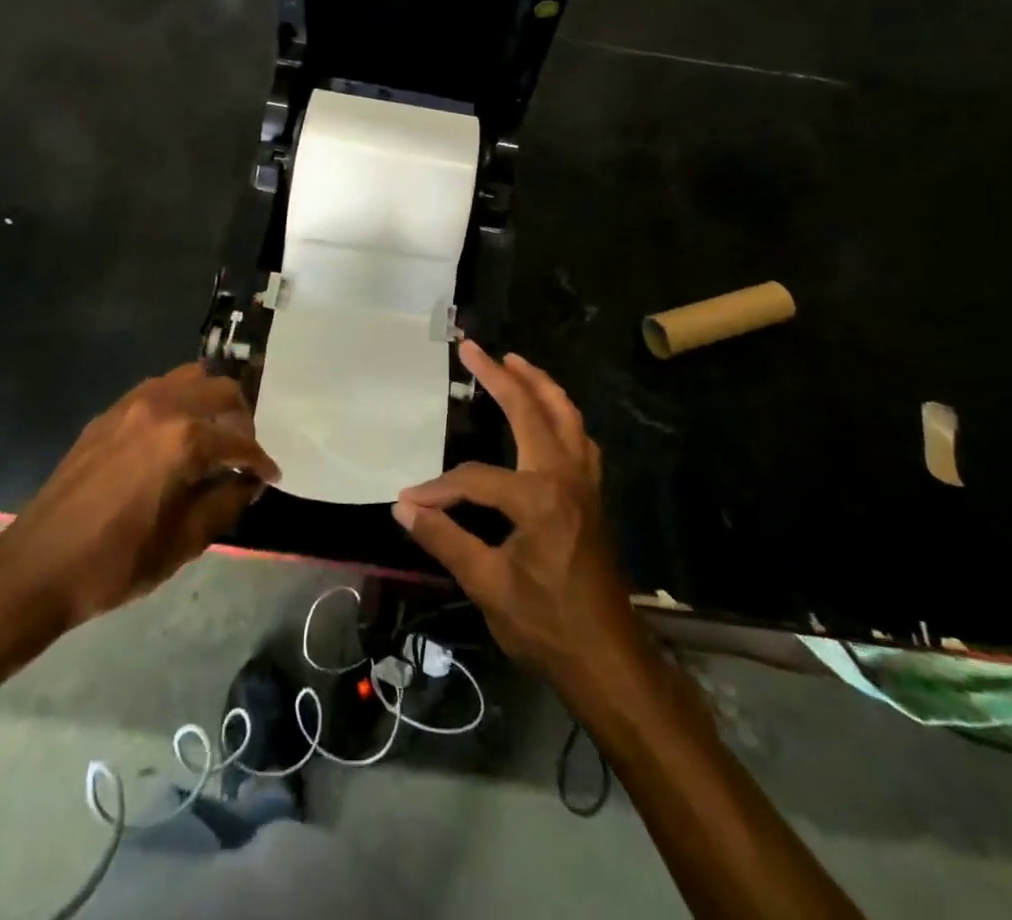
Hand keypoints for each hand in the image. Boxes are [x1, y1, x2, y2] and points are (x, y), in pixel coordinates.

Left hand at [0, 364, 278, 655]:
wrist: (37, 566)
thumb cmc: (116, 561)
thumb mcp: (184, 542)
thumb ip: (226, 503)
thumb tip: (247, 482)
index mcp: (184, 440)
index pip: (240, 442)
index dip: (260, 462)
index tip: (270, 477)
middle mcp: (162, 408)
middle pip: (220, 390)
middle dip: (242, 419)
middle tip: (244, 452)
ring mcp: (132, 405)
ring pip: (189, 378)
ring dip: (211, 400)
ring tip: (214, 435)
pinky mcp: (109, 414)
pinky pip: (158, 389)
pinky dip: (180, 401)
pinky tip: (177, 435)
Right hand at [394, 342, 637, 691]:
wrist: (609, 662)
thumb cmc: (547, 626)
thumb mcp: (487, 585)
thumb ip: (445, 539)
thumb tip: (402, 508)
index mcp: (539, 497)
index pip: (475, 478)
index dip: (438, 491)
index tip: (408, 502)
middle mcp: (566, 477)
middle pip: (532, 411)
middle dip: (501, 377)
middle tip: (474, 349)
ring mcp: (585, 484)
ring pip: (567, 416)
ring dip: (540, 386)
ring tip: (514, 363)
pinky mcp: (592, 496)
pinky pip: (579, 439)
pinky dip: (561, 415)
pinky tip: (548, 416)